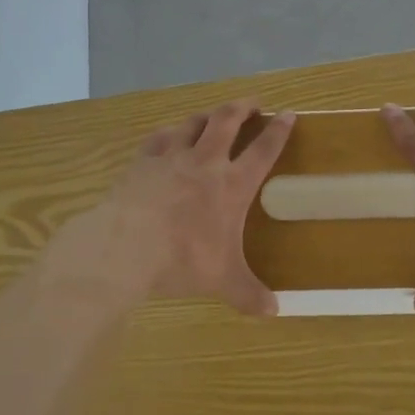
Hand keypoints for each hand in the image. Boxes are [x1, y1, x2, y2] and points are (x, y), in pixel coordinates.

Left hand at [66, 99, 293, 315]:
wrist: (126, 244)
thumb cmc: (182, 259)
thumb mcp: (222, 280)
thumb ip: (248, 294)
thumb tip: (275, 312)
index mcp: (232, 185)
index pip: (263, 150)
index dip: (278, 131)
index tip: (288, 114)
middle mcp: (205, 162)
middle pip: (227, 121)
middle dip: (243, 108)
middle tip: (252, 103)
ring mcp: (171, 156)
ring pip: (194, 123)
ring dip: (207, 115)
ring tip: (214, 115)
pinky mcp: (143, 160)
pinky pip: (159, 137)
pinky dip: (169, 133)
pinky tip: (169, 135)